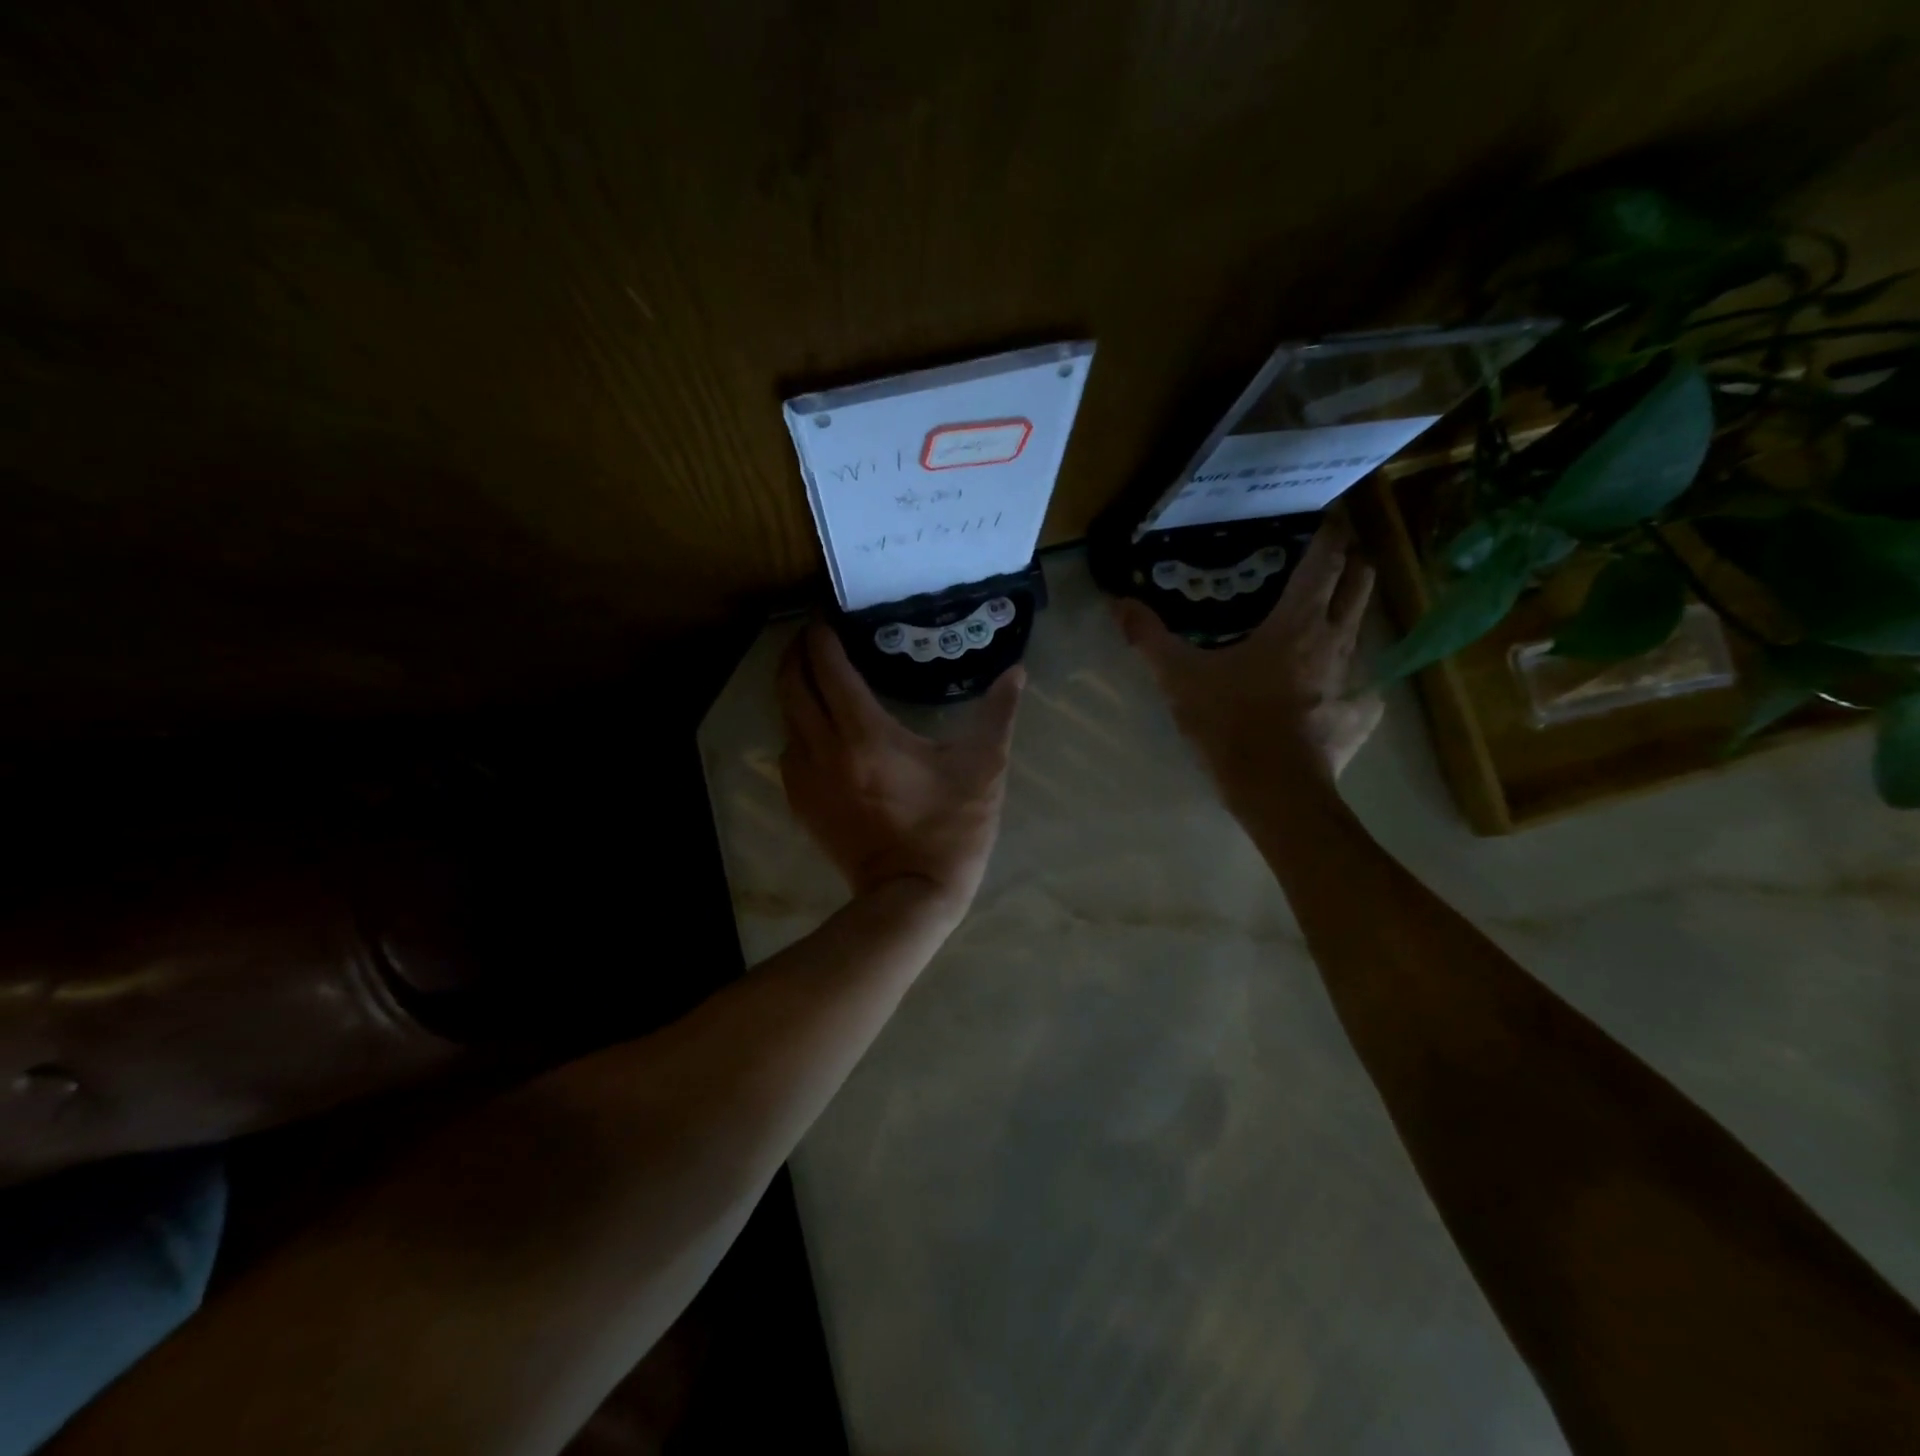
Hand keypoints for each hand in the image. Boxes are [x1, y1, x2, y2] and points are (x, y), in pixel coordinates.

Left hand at [777, 623, 1023, 917]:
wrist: (911, 896)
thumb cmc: (950, 830)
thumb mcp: (982, 769)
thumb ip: (997, 714)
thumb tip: (1017, 672)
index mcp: (865, 734)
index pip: (828, 666)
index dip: (822, 634)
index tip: (828, 615)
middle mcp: (824, 748)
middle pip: (791, 684)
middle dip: (797, 652)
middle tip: (816, 635)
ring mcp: (806, 779)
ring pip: (785, 716)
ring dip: (794, 687)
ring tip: (816, 673)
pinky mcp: (802, 803)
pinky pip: (788, 749)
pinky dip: (797, 726)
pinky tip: (819, 727)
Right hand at [1114, 515, 1382, 791]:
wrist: (1275, 790)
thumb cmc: (1230, 723)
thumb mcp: (1179, 678)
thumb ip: (1149, 637)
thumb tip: (1118, 601)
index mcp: (1298, 622)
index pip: (1326, 560)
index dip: (1330, 533)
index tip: (1326, 517)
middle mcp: (1335, 640)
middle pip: (1360, 584)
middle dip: (1352, 563)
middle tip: (1330, 558)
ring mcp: (1354, 679)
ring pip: (1362, 630)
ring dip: (1349, 614)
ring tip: (1326, 616)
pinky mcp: (1359, 715)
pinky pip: (1364, 687)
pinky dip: (1352, 679)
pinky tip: (1335, 690)